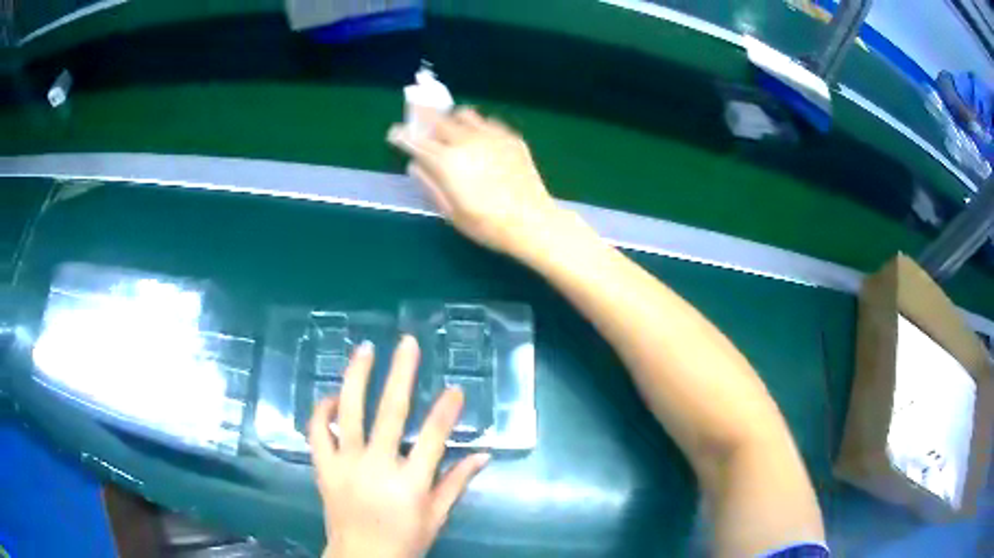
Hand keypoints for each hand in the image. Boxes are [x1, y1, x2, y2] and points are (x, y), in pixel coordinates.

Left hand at [308, 336, 489, 557]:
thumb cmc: (403, 540)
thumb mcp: (436, 517)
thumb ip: (457, 483)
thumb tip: (483, 455)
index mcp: (410, 484)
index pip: (433, 438)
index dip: (446, 411)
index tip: (456, 389)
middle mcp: (376, 467)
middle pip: (390, 414)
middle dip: (401, 374)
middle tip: (408, 343)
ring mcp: (345, 465)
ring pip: (348, 413)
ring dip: (357, 378)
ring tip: (365, 349)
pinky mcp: (323, 467)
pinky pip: (316, 431)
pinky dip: (321, 410)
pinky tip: (332, 395)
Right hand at [388, 107, 563, 260]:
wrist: (531, 221)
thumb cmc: (487, 224)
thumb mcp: (450, 212)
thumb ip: (430, 185)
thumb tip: (415, 165)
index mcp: (447, 162)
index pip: (416, 142)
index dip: (402, 135)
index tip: (395, 132)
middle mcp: (466, 141)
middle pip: (438, 119)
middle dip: (424, 116)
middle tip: (419, 118)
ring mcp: (491, 136)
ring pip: (464, 114)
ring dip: (452, 118)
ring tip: (451, 128)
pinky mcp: (511, 137)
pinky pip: (488, 122)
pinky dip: (477, 125)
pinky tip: (479, 138)